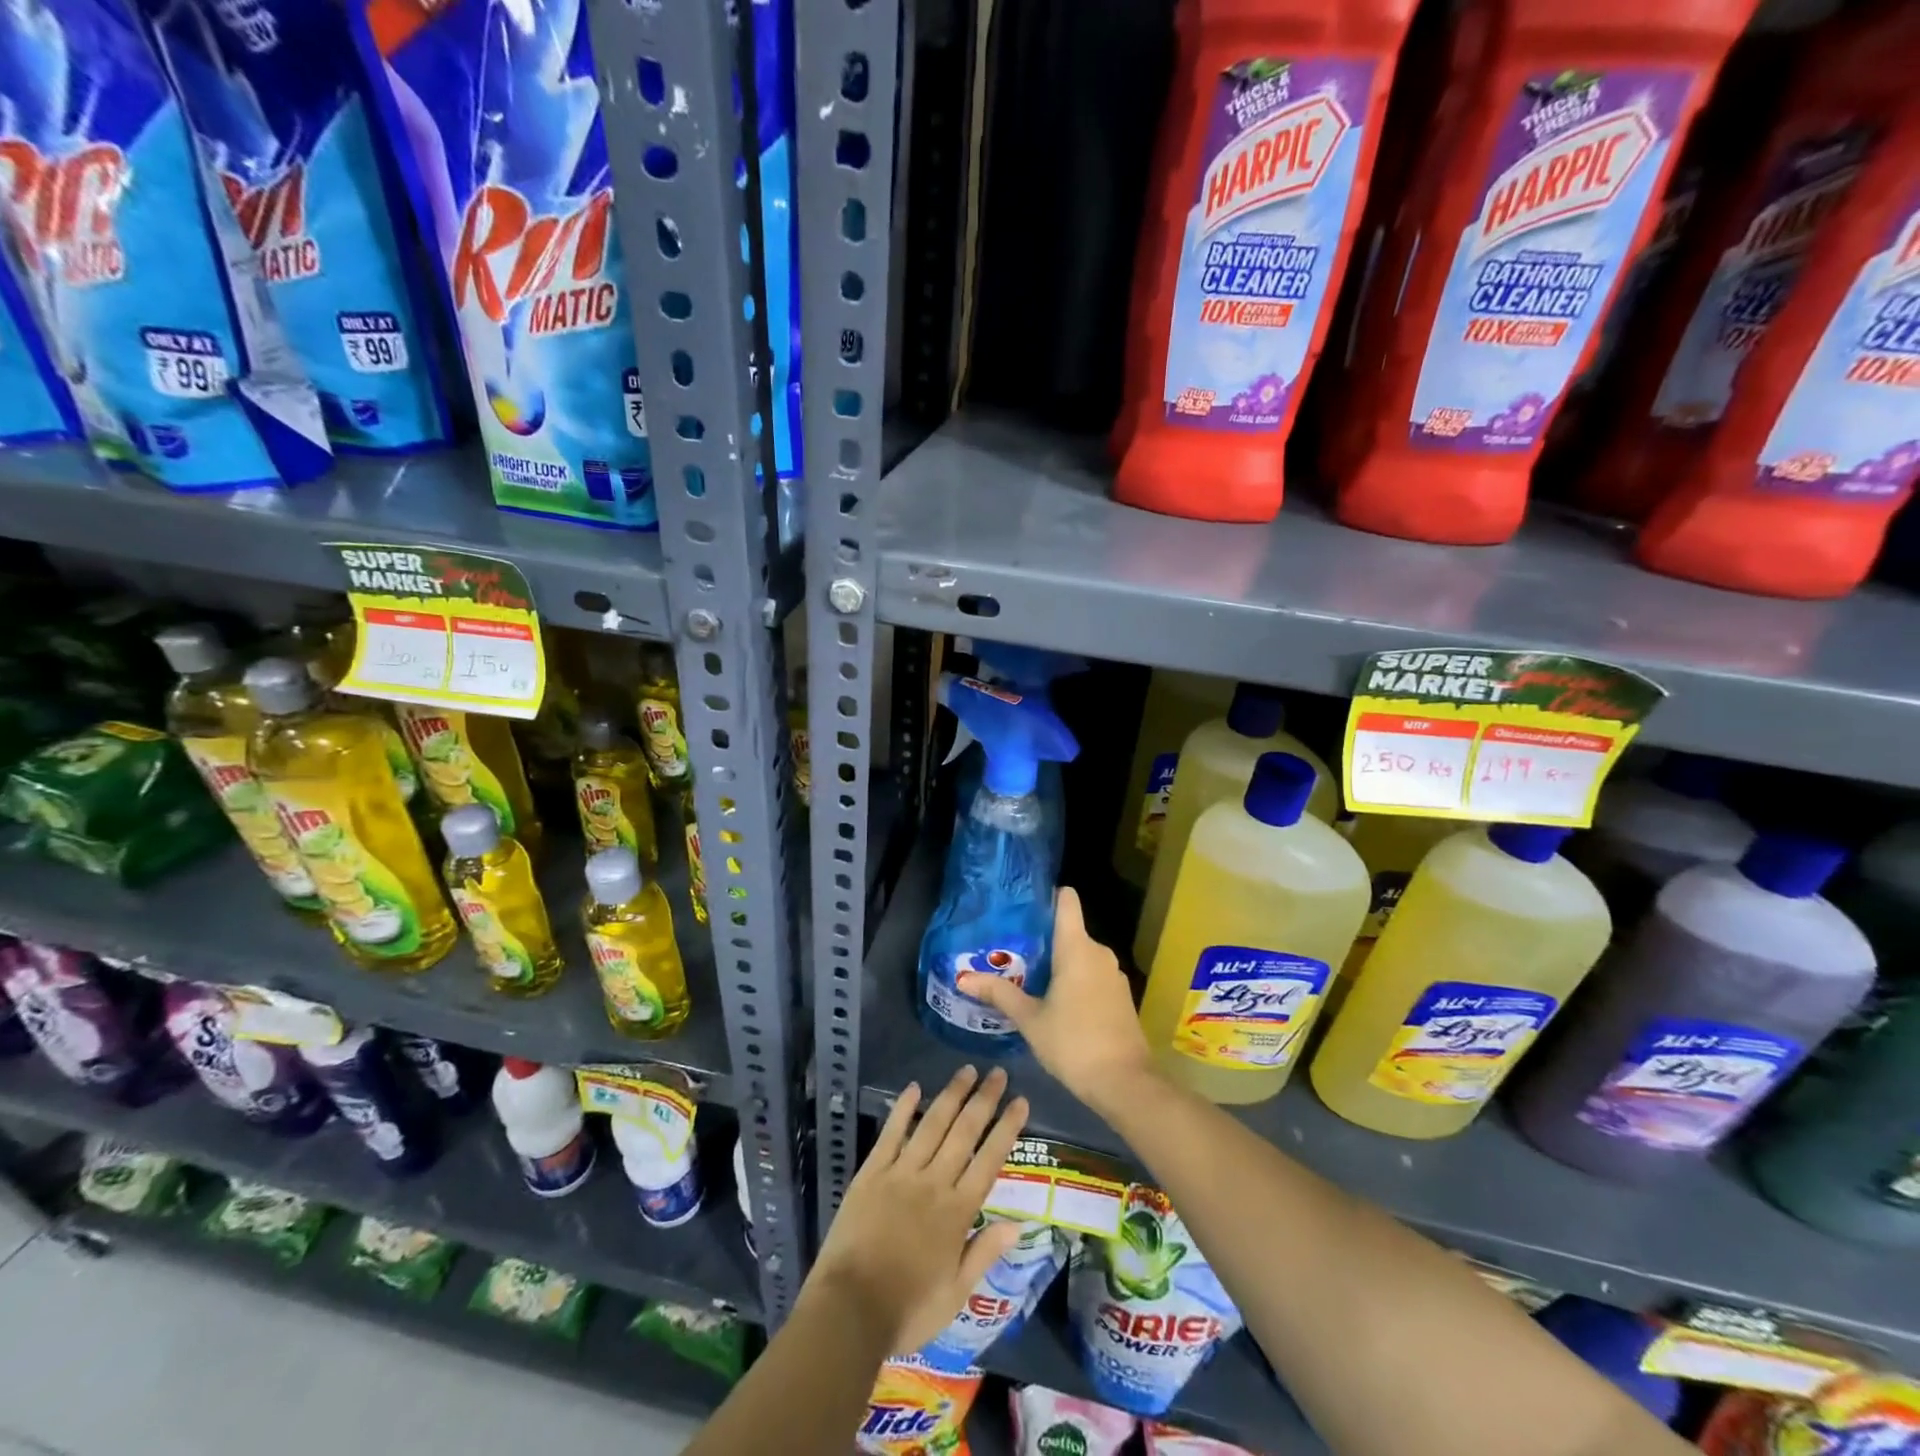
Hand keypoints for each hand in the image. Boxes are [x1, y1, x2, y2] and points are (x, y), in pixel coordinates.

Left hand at [806, 1065, 1028, 1355]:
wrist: (850, 1310)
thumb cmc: (908, 1309)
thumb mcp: (956, 1294)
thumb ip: (985, 1252)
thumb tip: (1018, 1223)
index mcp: (957, 1212)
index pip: (989, 1160)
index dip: (1006, 1128)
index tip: (1020, 1100)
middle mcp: (933, 1183)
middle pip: (964, 1132)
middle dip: (984, 1100)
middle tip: (998, 1072)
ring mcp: (901, 1173)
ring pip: (932, 1124)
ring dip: (951, 1095)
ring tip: (966, 1071)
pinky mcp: (871, 1172)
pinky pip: (891, 1134)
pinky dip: (903, 1109)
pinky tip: (914, 1088)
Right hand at [958, 887, 1156, 1114]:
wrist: (1125, 1083)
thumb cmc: (1074, 1043)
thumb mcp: (1030, 1019)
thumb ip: (999, 994)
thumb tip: (963, 978)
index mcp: (1077, 948)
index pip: (1067, 900)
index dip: (1048, 896)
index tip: (1024, 906)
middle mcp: (1099, 952)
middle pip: (1070, 929)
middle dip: (1043, 938)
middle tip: (1012, 950)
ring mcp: (1114, 974)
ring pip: (1081, 955)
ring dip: (1059, 962)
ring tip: (1027, 975)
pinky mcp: (1121, 995)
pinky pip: (1093, 974)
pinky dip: (1075, 979)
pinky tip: (1056, 1000)